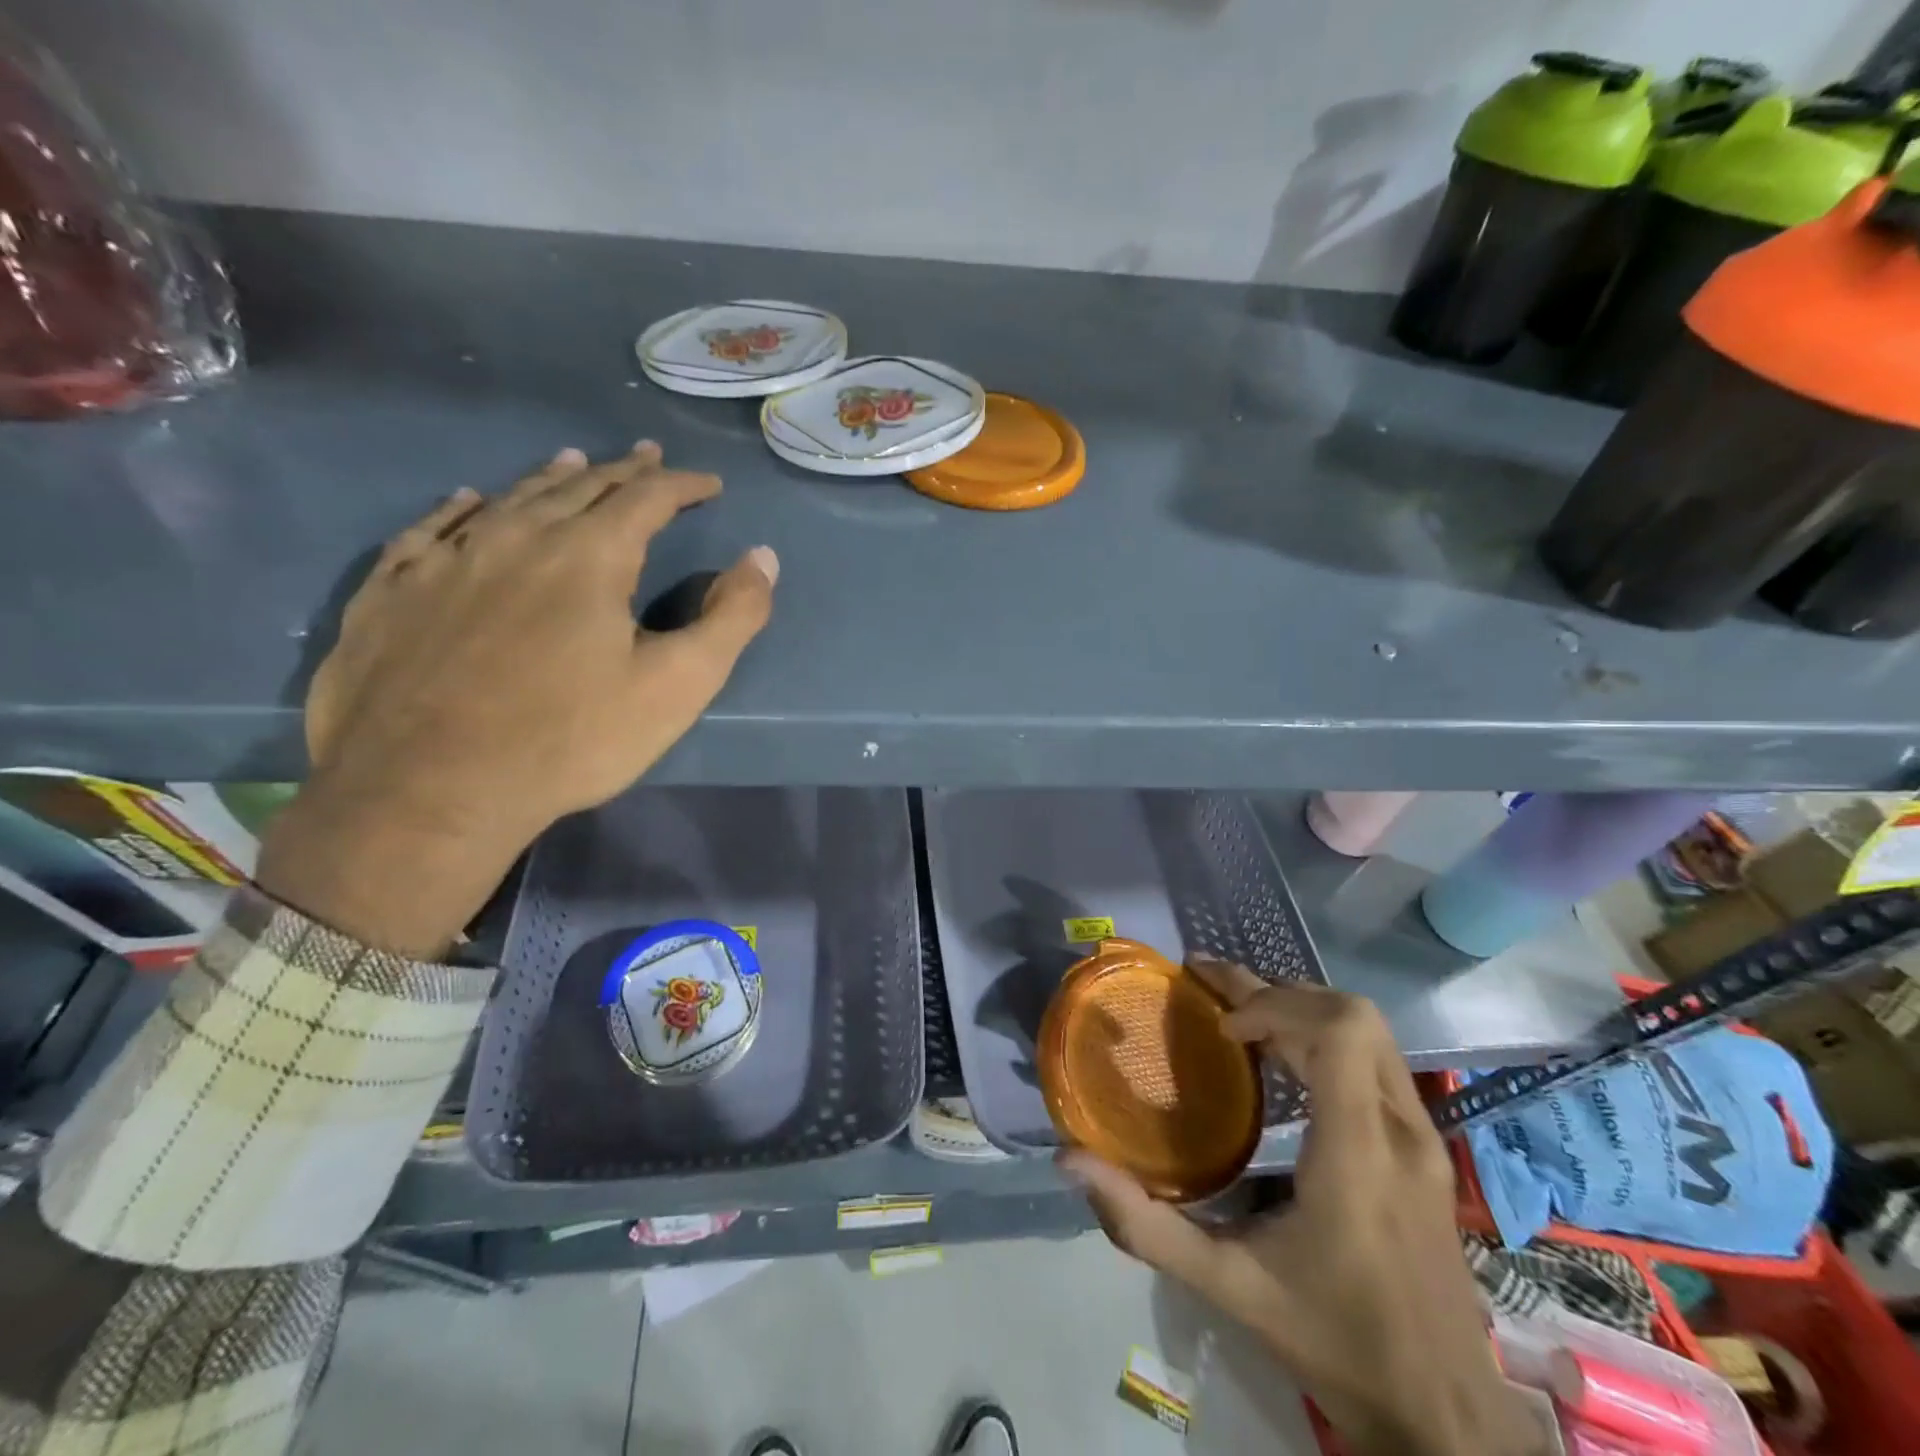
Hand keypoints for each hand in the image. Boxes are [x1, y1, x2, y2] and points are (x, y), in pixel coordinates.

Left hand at [256, 443, 776, 956]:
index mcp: (588, 556)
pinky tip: (468, 501)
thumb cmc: (572, 740)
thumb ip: (731, 618)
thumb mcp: (678, 686)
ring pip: (507, 499)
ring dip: (549, 479)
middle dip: (621, 471)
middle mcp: (515, 538)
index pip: (645, 498)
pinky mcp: (393, 592)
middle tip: (647, 458)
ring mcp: (444, 561)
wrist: (430, 791)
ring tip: (572, 462)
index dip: (682, 485)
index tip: (708, 484)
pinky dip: (460, 508)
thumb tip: (762, 557)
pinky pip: (430, 529)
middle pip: (578, 487)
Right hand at [1061, 958, 1544, 1455]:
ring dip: (1300, 1009)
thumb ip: (1145, 1225)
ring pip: (1369, 1032)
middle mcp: (1401, 1131)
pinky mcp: (1426, 1149)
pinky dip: (1323, 1037)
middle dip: (1276, 992)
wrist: (1445, 1417)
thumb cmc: (1334, 1343)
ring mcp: (1423, 1138)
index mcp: (1360, 1154)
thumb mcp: (1228, 1287)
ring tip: (1237, 1015)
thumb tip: (1071, 1162)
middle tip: (1211, 989)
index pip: (1339, 1030)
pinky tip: (1281, 1059)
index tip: (1224, 1028)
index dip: (1275, 1005)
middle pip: (1352, 1015)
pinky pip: (1375, 1060)